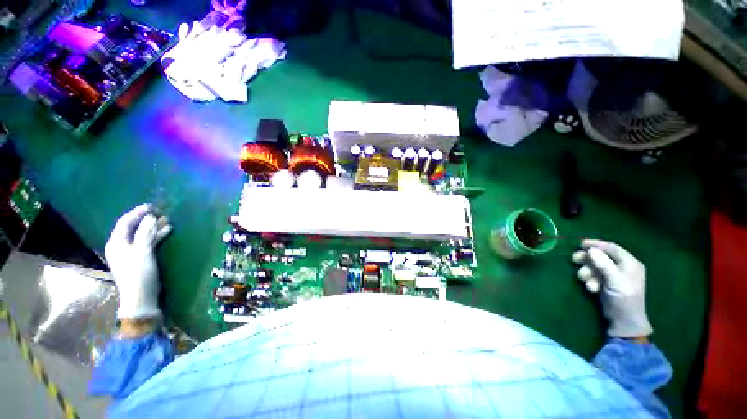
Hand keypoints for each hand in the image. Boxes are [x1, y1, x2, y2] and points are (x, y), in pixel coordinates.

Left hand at [105, 204, 171, 318]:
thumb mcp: (143, 251)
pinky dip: (156, 236)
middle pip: (133, 228)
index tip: (151, 206)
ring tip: (167, 221)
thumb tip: (151, 217)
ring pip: (142, 235)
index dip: (137, 212)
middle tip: (161, 212)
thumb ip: (146, 233)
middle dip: (146, 219)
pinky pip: (147, 243)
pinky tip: (166, 232)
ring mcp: (130, 253)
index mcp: (116, 243)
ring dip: (153, 228)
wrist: (141, 297)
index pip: (125, 222)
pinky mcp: (140, 259)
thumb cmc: (139, 273)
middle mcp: (121, 246)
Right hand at [572, 239, 652, 337]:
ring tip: (584, 280)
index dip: (596, 244)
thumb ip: (604, 264)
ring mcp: (613, 275)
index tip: (580, 244)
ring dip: (587, 272)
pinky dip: (590, 280)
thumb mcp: (615, 281)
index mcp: (630, 263)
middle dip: (588, 259)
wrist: (623, 321)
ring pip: (595, 266)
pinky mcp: (605, 282)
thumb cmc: (624, 299)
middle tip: (574, 259)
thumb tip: (590, 249)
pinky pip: (594, 275)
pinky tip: (591, 288)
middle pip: (601, 256)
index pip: (612, 248)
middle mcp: (622, 267)